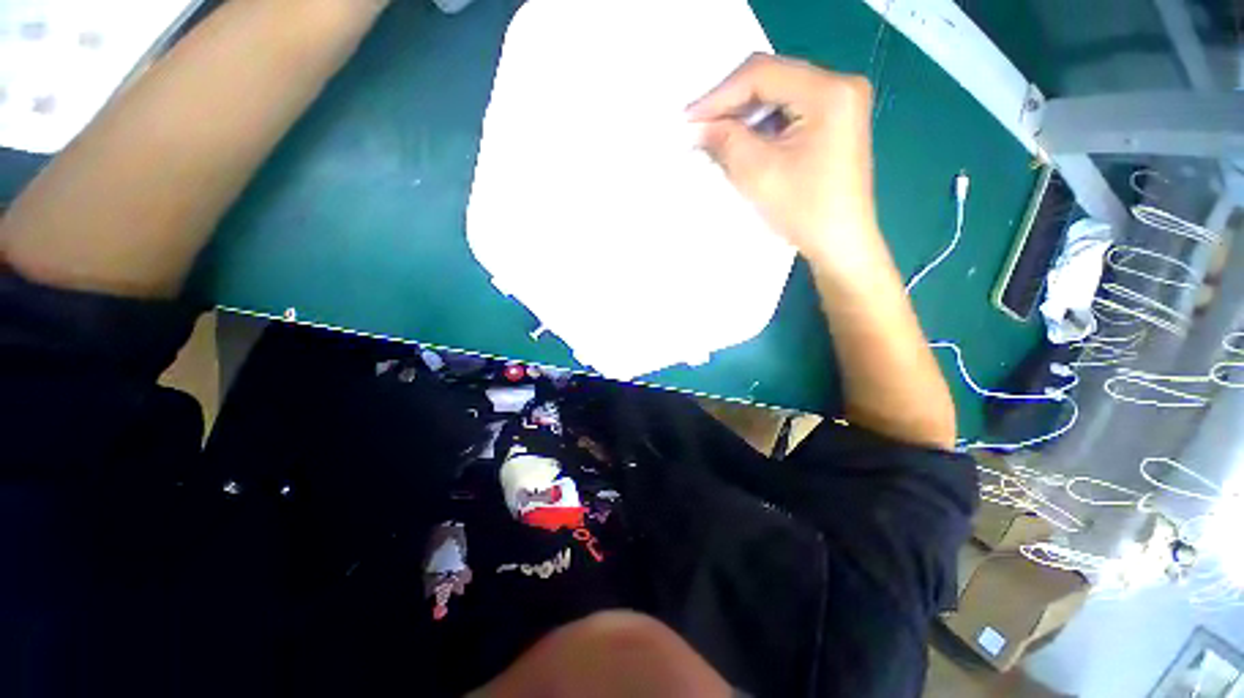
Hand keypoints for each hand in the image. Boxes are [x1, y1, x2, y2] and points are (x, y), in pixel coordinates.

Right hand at [688, 54, 876, 263]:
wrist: (840, 244)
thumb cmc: (805, 211)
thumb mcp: (759, 174)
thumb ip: (726, 141)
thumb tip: (700, 126)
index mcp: (830, 92)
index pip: (763, 73)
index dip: (720, 94)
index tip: (689, 117)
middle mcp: (840, 86)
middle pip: (772, 80)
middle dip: (731, 104)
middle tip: (699, 126)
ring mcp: (839, 105)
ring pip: (778, 97)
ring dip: (744, 116)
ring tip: (715, 137)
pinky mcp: (833, 124)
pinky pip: (787, 113)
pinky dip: (760, 127)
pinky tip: (741, 143)